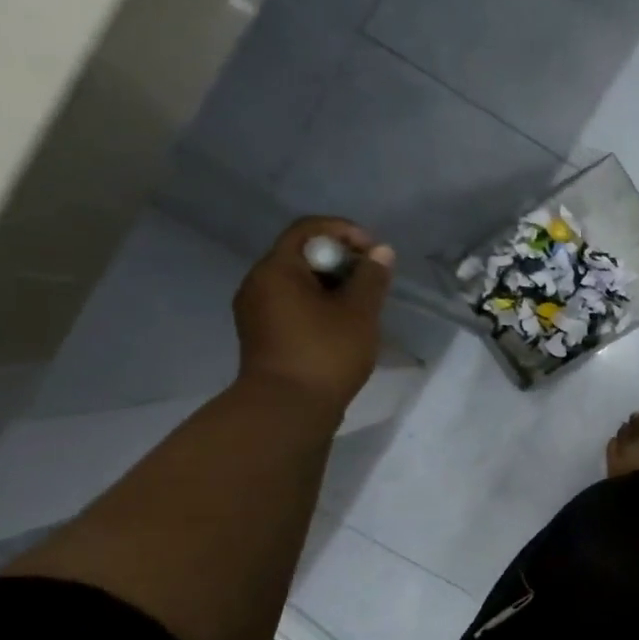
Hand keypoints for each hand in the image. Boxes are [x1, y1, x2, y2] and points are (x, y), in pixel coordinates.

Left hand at [233, 217, 393, 413]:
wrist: (287, 409)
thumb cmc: (325, 353)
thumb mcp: (359, 313)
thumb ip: (371, 278)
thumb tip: (381, 252)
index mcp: (276, 269)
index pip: (308, 229)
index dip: (345, 232)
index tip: (375, 252)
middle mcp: (258, 283)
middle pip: (302, 255)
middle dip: (342, 261)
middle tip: (374, 281)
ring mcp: (257, 311)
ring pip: (299, 283)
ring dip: (333, 286)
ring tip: (364, 306)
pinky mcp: (263, 335)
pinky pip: (294, 305)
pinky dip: (320, 306)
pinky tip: (343, 326)